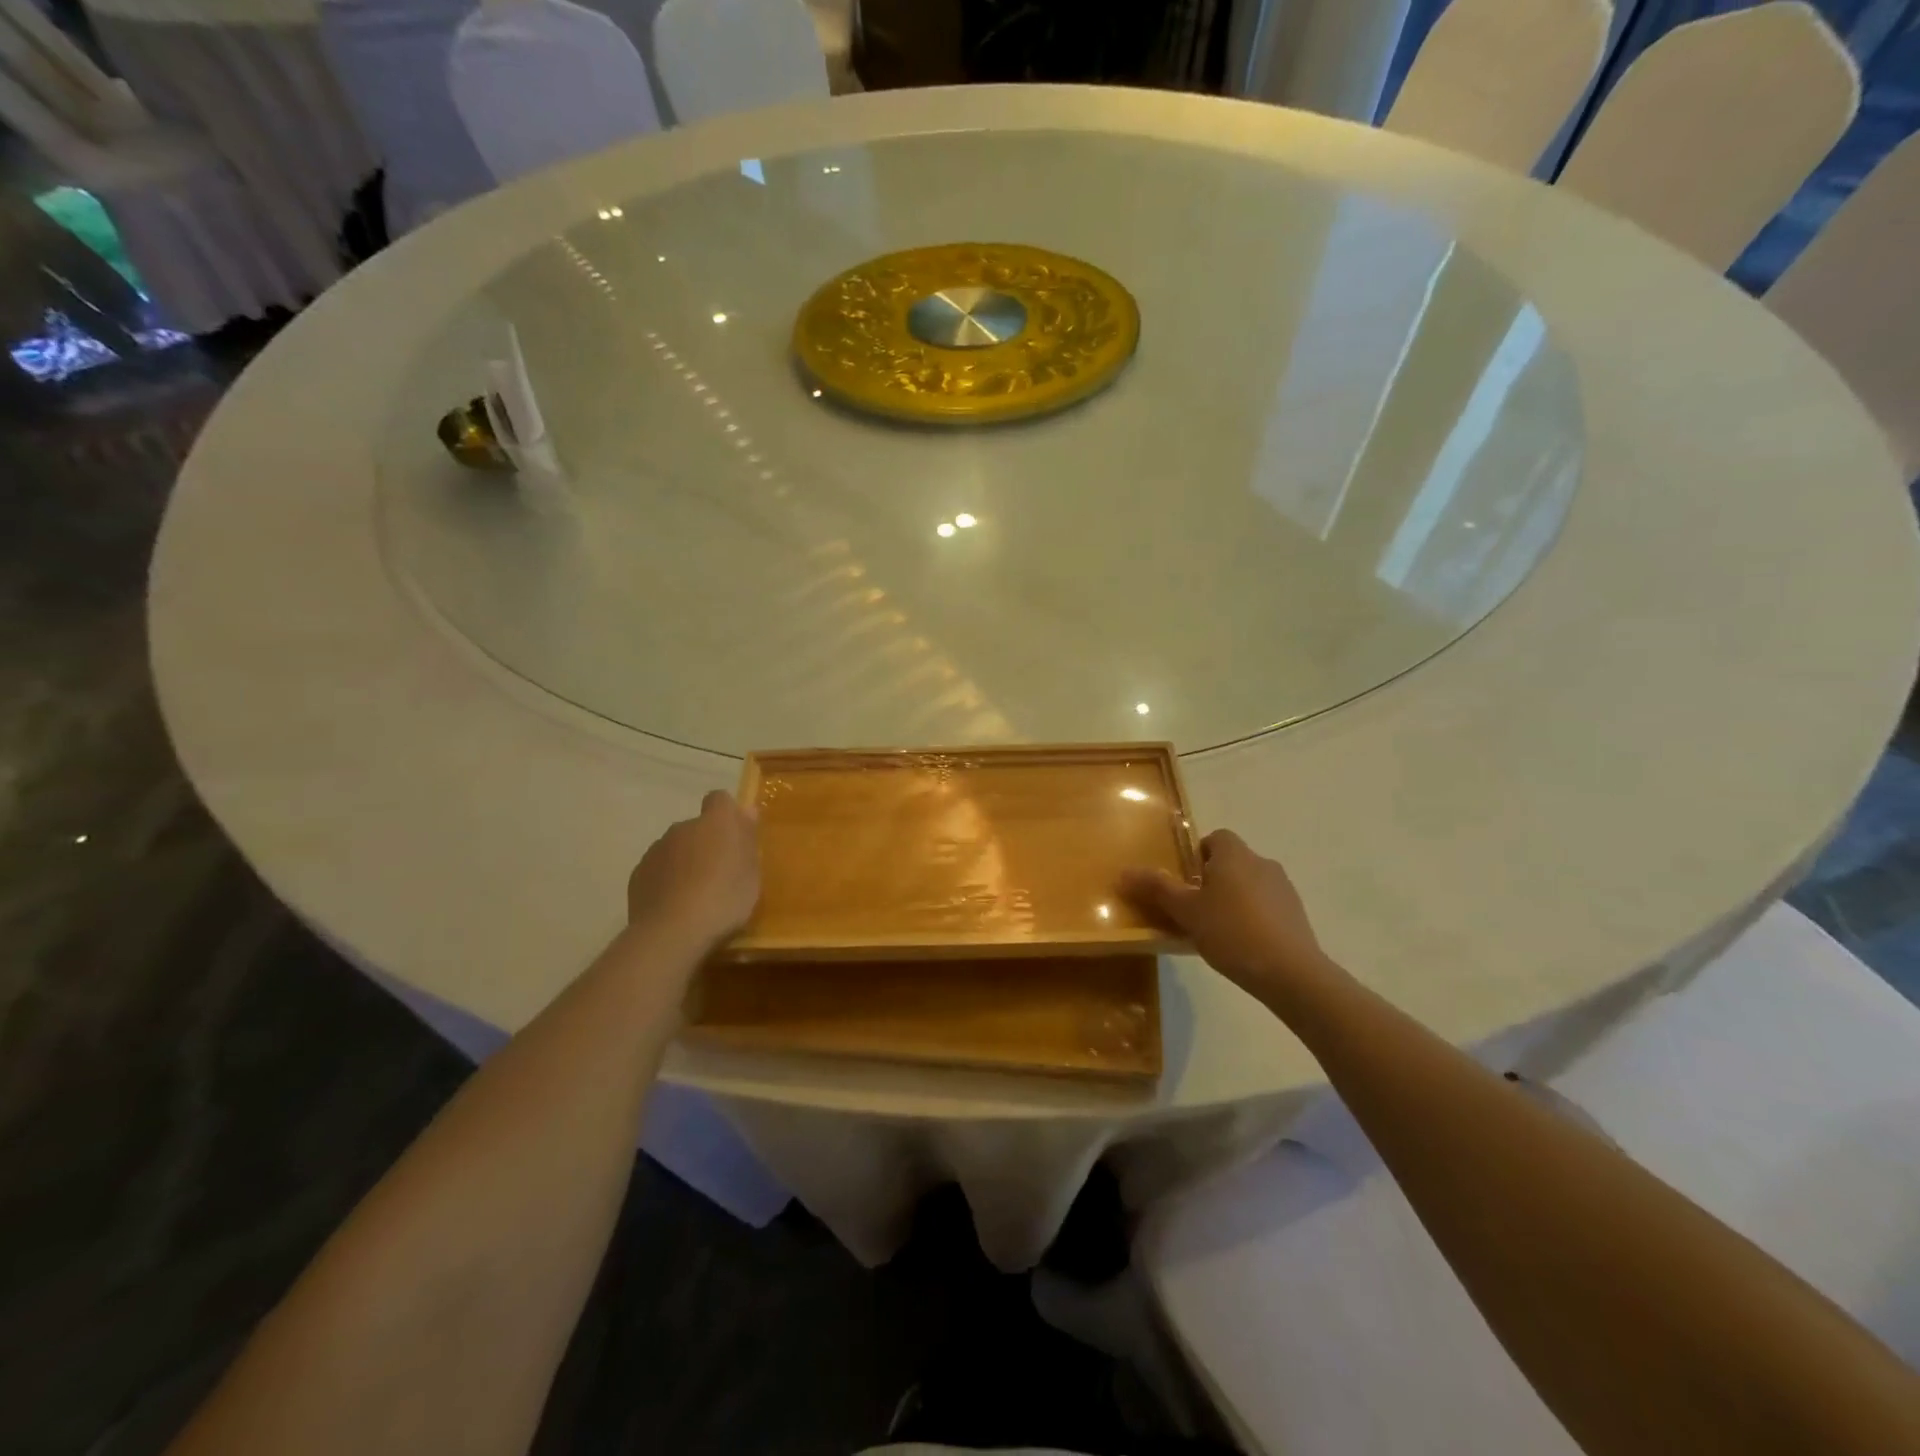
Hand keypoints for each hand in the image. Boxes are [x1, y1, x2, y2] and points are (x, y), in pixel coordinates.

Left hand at [626, 791, 759, 949]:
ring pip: (676, 849)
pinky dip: (667, 880)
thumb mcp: (751, 872)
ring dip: (686, 862)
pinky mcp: (638, 874)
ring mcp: (656, 850)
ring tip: (696, 895)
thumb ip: (747, 838)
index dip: (727, 814)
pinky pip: (659, 870)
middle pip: (697, 827)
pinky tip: (676, 906)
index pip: (720, 799)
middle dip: (706, 843)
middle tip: (720, 874)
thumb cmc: (725, 898)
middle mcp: (683, 827)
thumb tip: (746, 810)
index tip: (735, 836)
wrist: (673, 931)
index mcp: (715, 822)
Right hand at [1121, 829, 1339, 1011]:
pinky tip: (1241, 946)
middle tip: (1193, 909)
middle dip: (1212, 881)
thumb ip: (1156, 888)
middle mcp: (1261, 863)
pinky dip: (1253, 918)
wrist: (1290, 972)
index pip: (1215, 838)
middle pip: (1231, 862)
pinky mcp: (1296, 915)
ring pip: (1249, 885)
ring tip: (1216, 931)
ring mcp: (1284, 889)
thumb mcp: (1185, 911)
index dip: (1197, 855)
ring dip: (1233, 900)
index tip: (1185, 882)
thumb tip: (1124, 872)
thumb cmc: (1231, 931)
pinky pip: (1266, 906)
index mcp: (1234, 855)